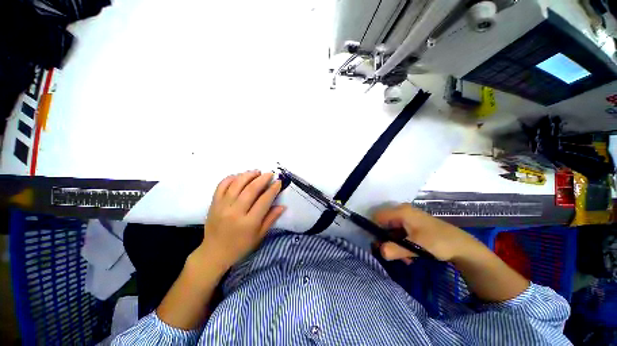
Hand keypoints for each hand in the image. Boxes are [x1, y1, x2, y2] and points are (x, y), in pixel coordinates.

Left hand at [195, 170, 284, 270]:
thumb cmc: (240, 246)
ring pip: (236, 184)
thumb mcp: (259, 236)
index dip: (273, 189)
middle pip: (251, 190)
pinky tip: (239, 176)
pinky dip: (231, 178)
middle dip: (262, 179)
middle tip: (270, 174)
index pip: (264, 201)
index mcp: (249, 223)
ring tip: (257, 172)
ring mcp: (222, 206)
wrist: (214, 253)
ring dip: (248, 175)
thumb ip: (271, 219)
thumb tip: (283, 206)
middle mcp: (235, 212)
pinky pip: (221, 186)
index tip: (278, 182)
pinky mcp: (213, 204)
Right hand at [372, 204, 481, 262]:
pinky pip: (400, 232)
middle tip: (392, 254)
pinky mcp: (413, 224)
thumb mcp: (416, 246)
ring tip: (404, 258)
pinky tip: (409, 254)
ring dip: (395, 244)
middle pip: (384, 224)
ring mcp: (408, 217)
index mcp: (401, 211)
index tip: (378, 245)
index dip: (375, 230)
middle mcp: (402, 211)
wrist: (462, 246)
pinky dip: (401, 243)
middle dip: (386, 240)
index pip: (378, 217)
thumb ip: (395, 249)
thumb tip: (379, 251)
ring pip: (392, 230)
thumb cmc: (438, 242)